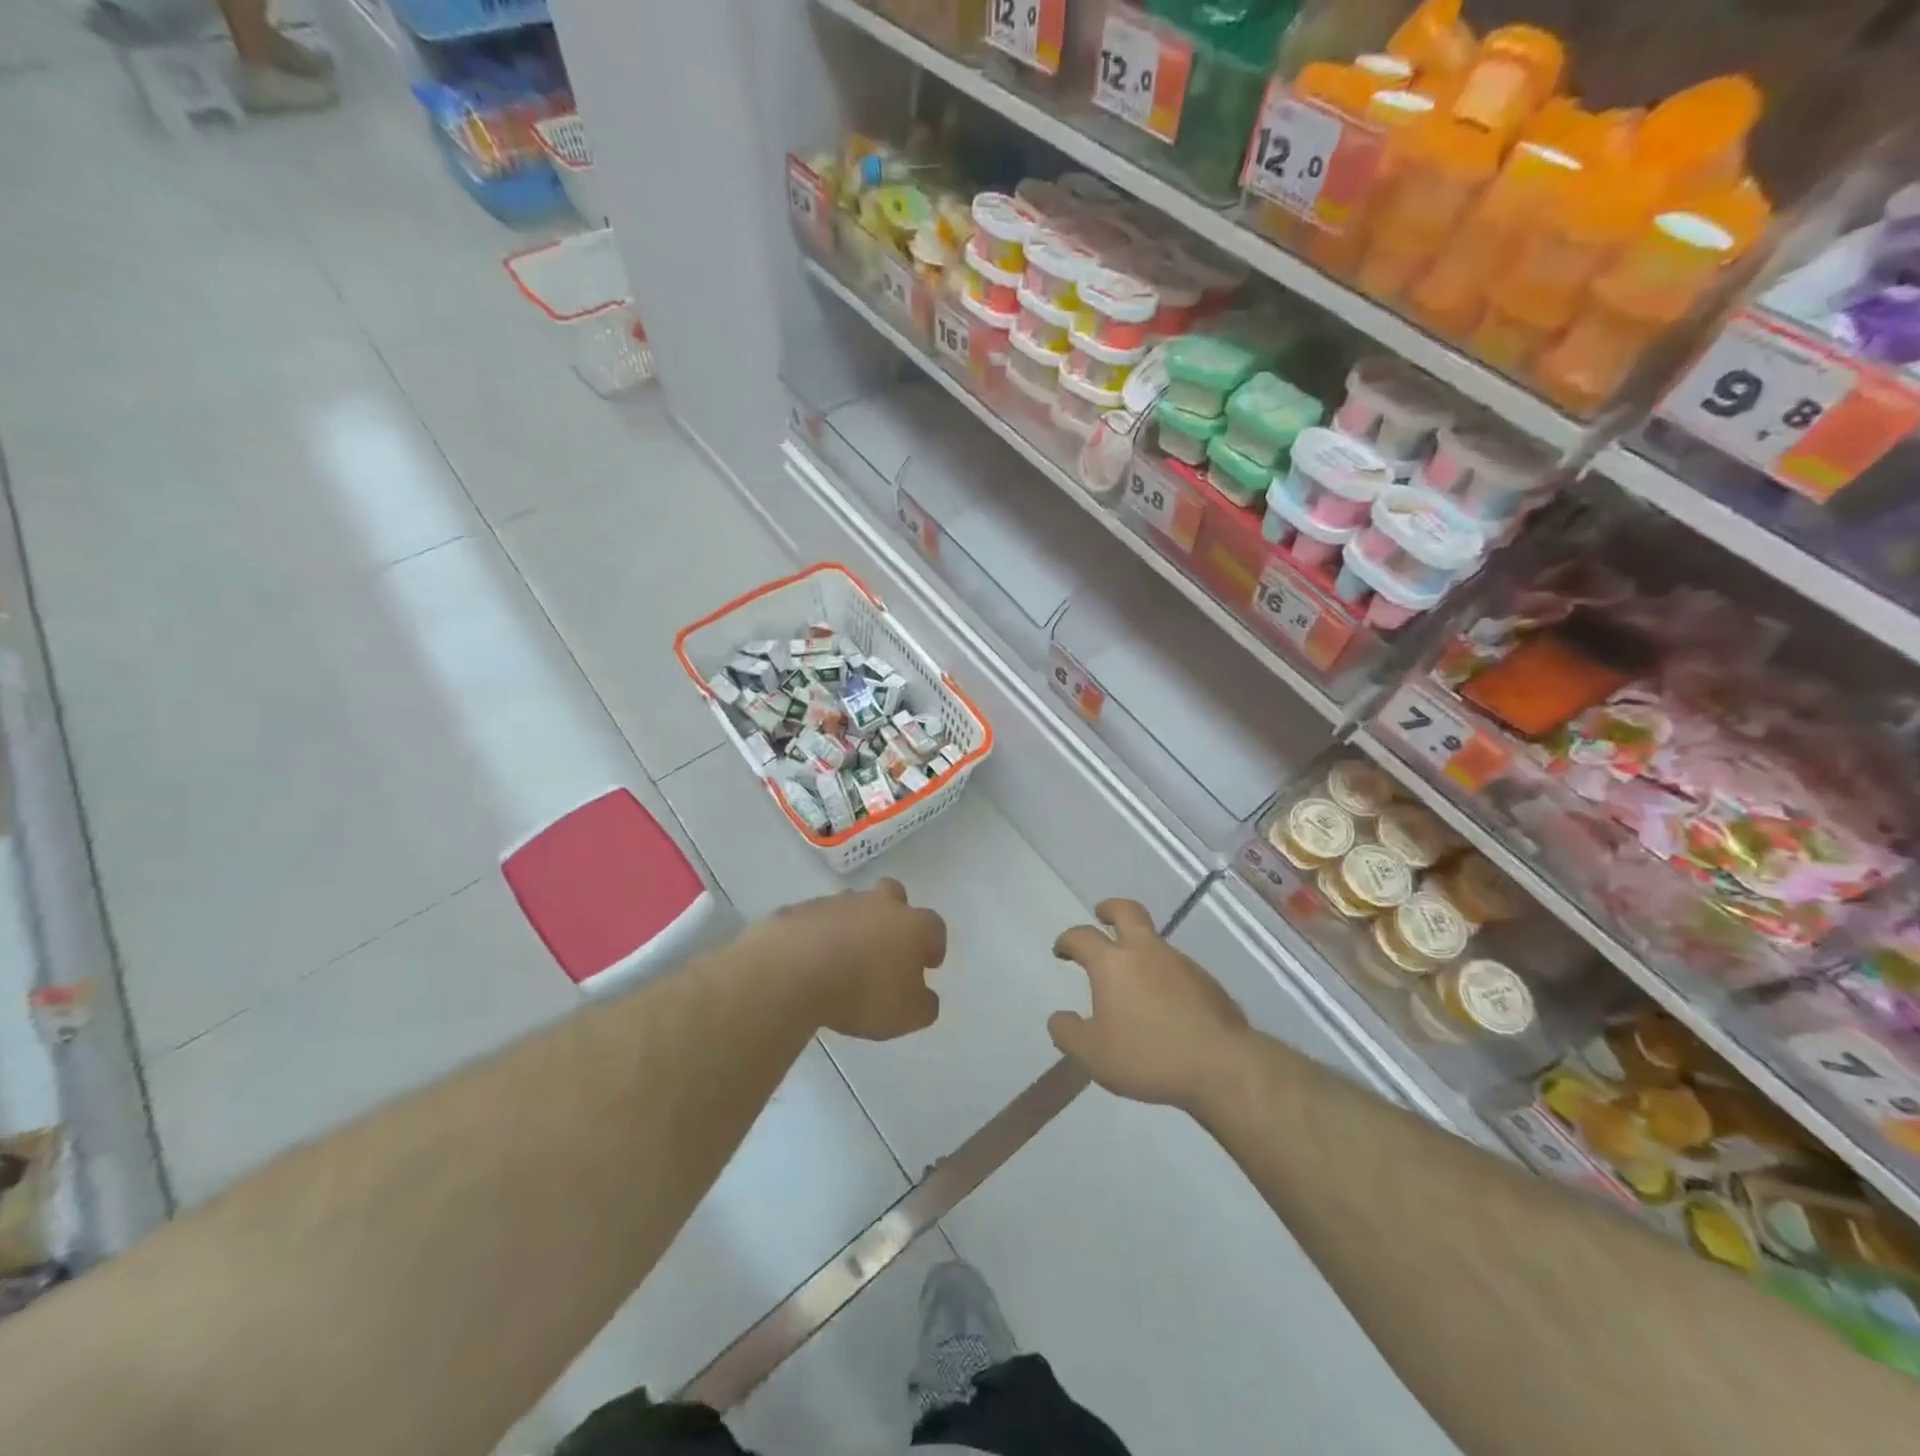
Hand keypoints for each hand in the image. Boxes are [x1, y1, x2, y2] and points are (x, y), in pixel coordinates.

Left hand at [761, 878, 946, 1040]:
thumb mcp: (907, 1015)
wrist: (793, 972)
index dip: (934, 945)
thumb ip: (923, 1005)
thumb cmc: (863, 993)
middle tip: (887, 947)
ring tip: (844, 960)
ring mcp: (837, 903)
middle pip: (894, 896)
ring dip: (854, 926)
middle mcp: (877, 904)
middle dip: (894, 917)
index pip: (934, 926)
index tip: (928, 964)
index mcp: (911, 925)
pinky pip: (818, 921)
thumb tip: (925, 997)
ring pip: (854, 907)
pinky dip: (820, 936)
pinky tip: (812, 962)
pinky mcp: (801, 910)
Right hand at [1049, 899, 1249, 1111]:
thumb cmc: (1148, 1056)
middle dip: (1110, 909)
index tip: (1062, 950)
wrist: (1222, 1066)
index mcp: (1113, 963)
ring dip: (1138, 947)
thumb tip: (1059, 1018)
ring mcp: (1180, 962)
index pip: (1082, 936)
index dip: (1067, 940)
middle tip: (1101, 915)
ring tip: (1131, 979)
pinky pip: (1176, 967)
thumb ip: (1068, 1033)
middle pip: (1126, 911)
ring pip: (1154, 940)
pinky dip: (1162, 974)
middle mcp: (1146, 951)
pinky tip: (1162, 1004)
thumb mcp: (1093, 1055)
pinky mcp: (1206, 981)